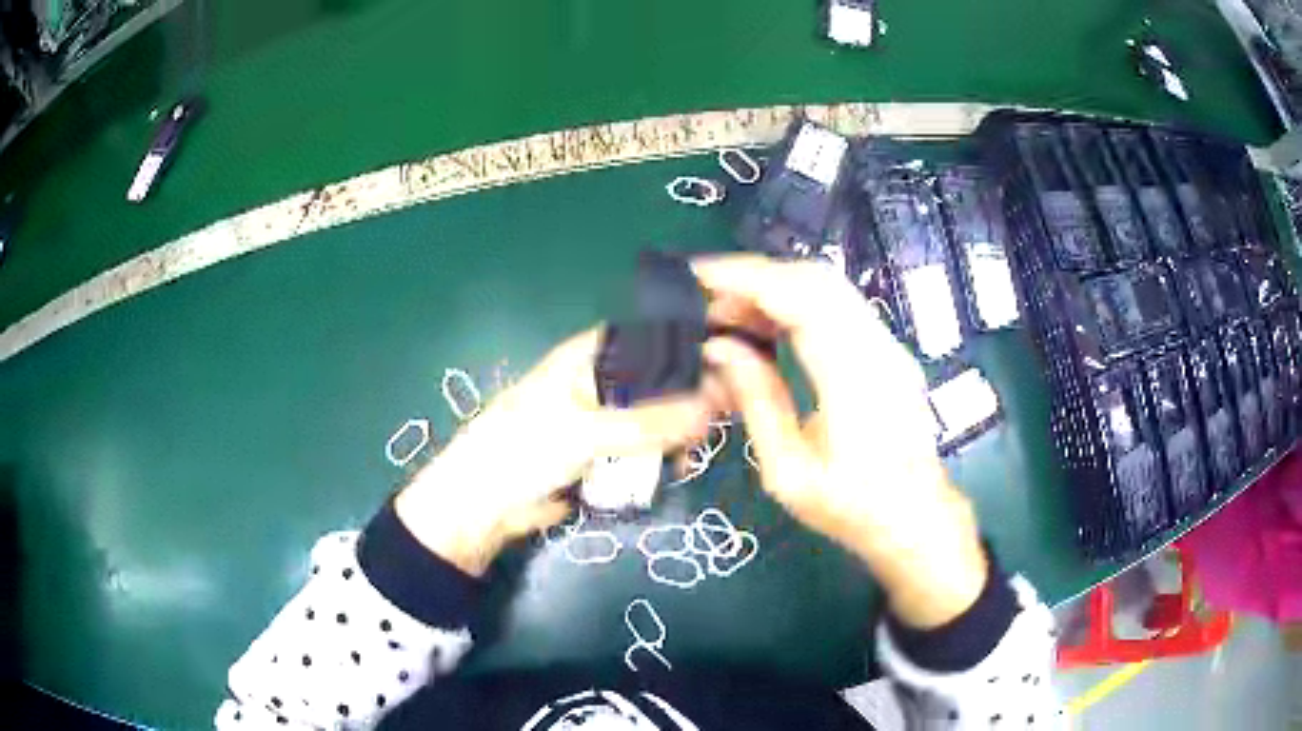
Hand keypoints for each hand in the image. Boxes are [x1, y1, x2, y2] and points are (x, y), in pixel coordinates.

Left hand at [395, 327, 723, 574]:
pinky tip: (674, 469)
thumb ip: (647, 422)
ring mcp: (608, 418)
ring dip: (680, 433)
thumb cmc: (520, 452)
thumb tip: (714, 408)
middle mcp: (605, 379)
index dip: (694, 350)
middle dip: (692, 398)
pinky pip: (648, 449)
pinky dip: (662, 458)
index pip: (655, 338)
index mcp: (591, 356)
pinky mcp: (608, 454)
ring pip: (661, 417)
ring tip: (691, 454)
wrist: (484, 507)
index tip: (733, 374)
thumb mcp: (582, 432)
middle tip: (718, 424)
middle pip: (664, 379)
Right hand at [693, 255, 987, 628]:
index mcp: (854, 380)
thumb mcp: (788, 471)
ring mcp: (890, 346)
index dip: (748, 279)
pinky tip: (767, 325)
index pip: (802, 300)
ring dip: (776, 287)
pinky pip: (840, 307)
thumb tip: (718, 347)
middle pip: (817, 280)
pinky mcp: (889, 351)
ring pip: (830, 288)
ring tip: (728, 311)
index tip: (699, 275)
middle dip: (757, 276)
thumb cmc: (849, 507)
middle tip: (707, 297)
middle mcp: (879, 349)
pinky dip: (797, 303)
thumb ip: (757, 402)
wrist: (915, 518)